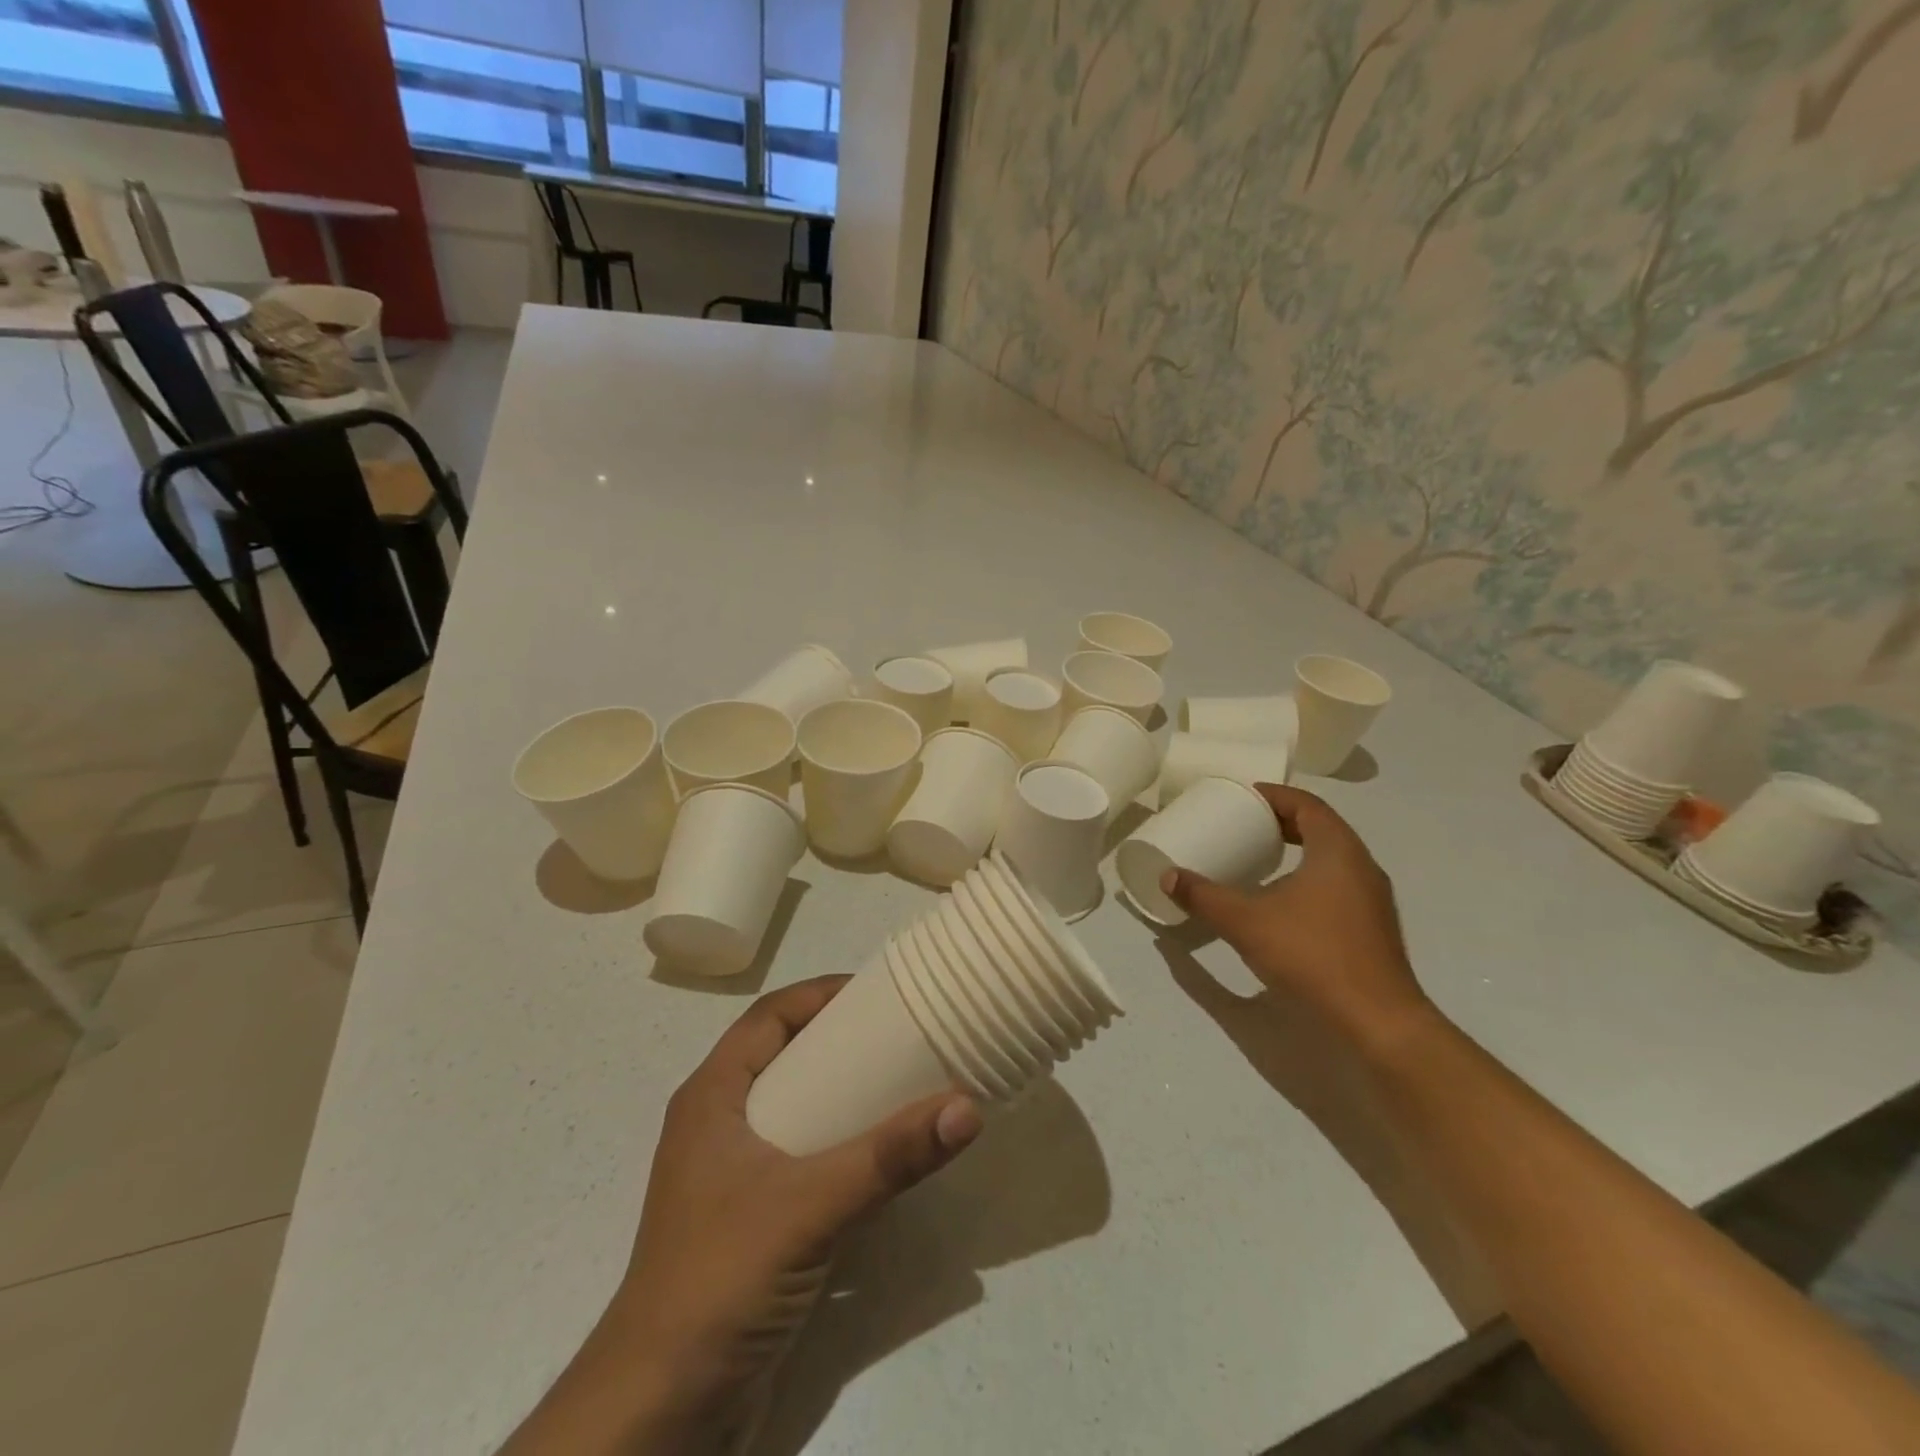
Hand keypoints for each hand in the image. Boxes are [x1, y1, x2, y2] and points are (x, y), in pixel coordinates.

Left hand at [503, 978, 980, 1453]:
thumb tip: (967, 1107)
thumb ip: (888, 1158)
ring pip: (797, 1112)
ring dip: (845, 1098)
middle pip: (786, 1059)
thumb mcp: (808, 1206)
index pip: (769, 1017)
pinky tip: (884, 1159)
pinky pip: (805, 1161)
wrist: (659, 1416)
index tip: (878, 991)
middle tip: (904, 1036)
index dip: (819, 994)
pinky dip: (843, 1148)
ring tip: (905, 1087)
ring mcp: (735, 1179)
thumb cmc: (718, 1281)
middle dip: (841, 1043)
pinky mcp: (754, 1224)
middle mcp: (721, 1127)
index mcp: (713, 1098)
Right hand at [1161, 784, 1429, 1049]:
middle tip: (1244, 825)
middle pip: (1320, 828)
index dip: (1273, 795)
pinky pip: (1336, 886)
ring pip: (1331, 859)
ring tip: (1257, 861)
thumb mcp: (1246, 922)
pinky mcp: (1371, 929)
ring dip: (1295, 853)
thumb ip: (1204, 896)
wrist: (1377, 1021)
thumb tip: (1167, 876)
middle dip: (1281, 823)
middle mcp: (1361, 867)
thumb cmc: (1312, 955)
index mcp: (1337, 850)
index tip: (1242, 797)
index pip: (1306, 804)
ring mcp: (1371, 900)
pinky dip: (1307, 880)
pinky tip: (1281, 903)